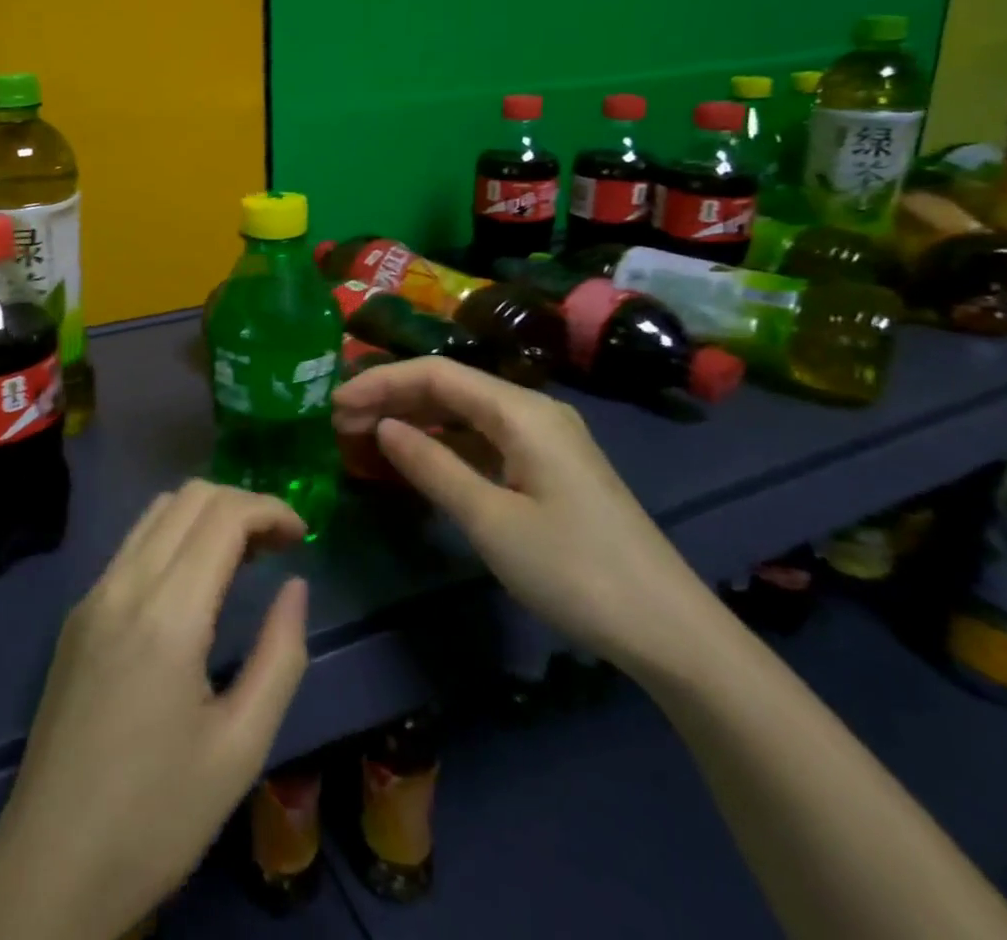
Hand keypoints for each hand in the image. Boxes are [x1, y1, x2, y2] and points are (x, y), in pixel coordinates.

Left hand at [0, 480, 310, 939]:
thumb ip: (280, 656)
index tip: (304, 536)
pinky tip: (197, 581)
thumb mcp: (241, 748)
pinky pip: (133, 545)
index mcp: (167, 614)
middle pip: (189, 497)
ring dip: (207, 515)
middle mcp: (124, 584)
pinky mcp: (79, 614)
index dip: (270, 509)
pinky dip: (175, 536)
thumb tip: (296, 585)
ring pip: (156, 512)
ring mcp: (94, 595)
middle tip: (279, 545)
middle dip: (242, 504)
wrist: (49, 867)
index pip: (222, 515)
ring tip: (245, 556)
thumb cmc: (157, 817)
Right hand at [332, 356, 720, 679]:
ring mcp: (544, 441)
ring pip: (465, 414)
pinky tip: (416, 459)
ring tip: (366, 437)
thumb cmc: (574, 571)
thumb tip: (383, 427)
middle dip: (393, 398)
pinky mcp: (549, 470)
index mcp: (522, 412)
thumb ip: (432, 466)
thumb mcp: (490, 520)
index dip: (381, 383)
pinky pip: (483, 440)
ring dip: (415, 420)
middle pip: (450, 388)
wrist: (670, 631)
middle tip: (341, 423)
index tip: (335, 404)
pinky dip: (444, 444)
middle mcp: (533, 412)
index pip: (436, 374)